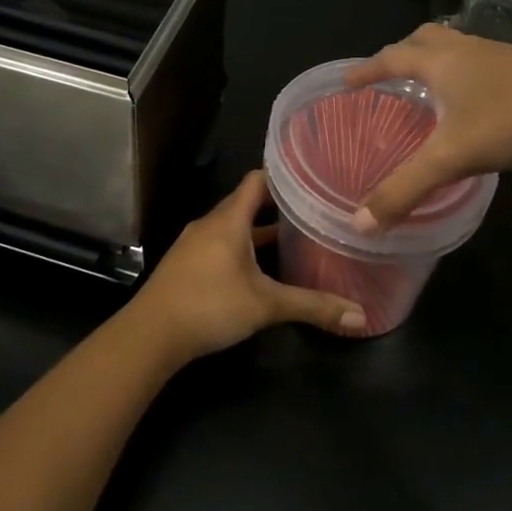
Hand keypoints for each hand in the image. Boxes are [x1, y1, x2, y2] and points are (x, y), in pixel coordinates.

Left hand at [123, 171, 367, 361]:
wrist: (150, 334)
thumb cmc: (209, 305)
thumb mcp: (266, 305)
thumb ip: (312, 306)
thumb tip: (361, 315)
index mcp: (229, 219)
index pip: (257, 180)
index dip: (283, 176)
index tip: (312, 178)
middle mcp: (210, 223)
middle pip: (246, 204)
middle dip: (278, 207)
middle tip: (312, 210)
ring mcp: (195, 244)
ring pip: (233, 227)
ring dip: (259, 231)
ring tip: (293, 239)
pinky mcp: (187, 264)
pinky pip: (221, 244)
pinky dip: (242, 248)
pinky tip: (260, 269)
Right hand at [345, 24, 511, 227]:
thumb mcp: (453, 158)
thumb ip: (405, 189)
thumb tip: (360, 223)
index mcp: (440, 62)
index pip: (390, 58)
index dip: (365, 69)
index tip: (345, 81)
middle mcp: (466, 50)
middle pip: (424, 39)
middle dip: (401, 54)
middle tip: (388, 76)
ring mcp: (501, 56)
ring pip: (457, 48)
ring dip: (436, 61)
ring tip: (428, 88)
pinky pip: (482, 63)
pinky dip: (466, 75)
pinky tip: (476, 102)